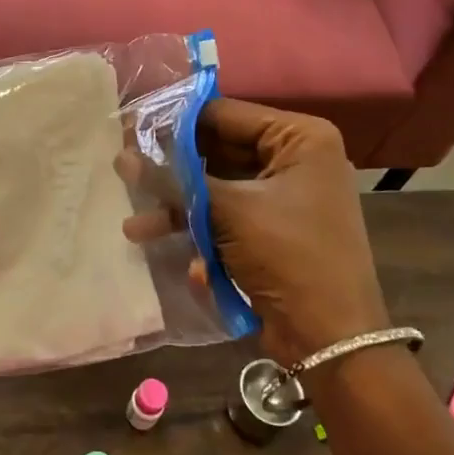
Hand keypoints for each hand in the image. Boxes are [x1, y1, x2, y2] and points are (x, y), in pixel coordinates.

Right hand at [122, 98, 388, 367]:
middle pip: (216, 151)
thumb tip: (122, 157)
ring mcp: (283, 197)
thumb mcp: (228, 210)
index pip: (224, 114)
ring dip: (177, 207)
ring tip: (135, 226)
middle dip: (171, 169)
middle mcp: (294, 160)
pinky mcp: (271, 230)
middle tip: (123, 169)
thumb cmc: (288, 256)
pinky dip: (199, 230)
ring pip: (216, 188)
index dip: (174, 121)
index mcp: (299, 138)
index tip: (129, 127)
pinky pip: (226, 216)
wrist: (331, 341)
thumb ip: (174, 179)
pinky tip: (175, 256)